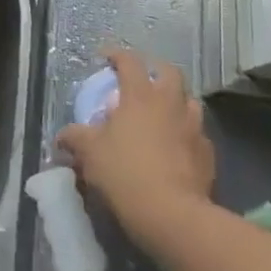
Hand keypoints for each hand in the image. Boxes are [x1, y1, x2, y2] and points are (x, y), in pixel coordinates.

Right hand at [57, 49, 214, 252]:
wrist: (173, 215)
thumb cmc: (125, 173)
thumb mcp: (89, 153)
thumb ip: (75, 138)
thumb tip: (62, 138)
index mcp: (140, 95)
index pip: (129, 61)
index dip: (116, 55)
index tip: (105, 57)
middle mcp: (170, 103)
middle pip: (169, 72)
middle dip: (154, 70)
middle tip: (141, 80)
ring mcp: (194, 128)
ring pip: (189, 101)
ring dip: (175, 101)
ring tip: (161, 114)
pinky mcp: (208, 154)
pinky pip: (197, 134)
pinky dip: (186, 134)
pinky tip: (176, 147)